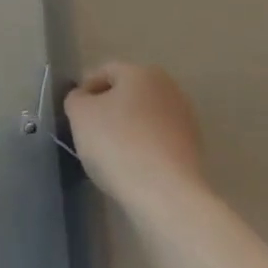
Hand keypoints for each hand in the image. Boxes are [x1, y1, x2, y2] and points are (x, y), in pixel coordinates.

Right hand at [64, 63, 204, 206]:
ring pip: (144, 119)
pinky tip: (132, 170)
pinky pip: (158, 142)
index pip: (104, 72)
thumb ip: (76, 99)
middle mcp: (168, 88)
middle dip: (108, 111)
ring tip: (111, 157)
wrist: (166, 195)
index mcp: (141, 72)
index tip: (74, 117)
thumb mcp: (80, 115)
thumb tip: (84, 99)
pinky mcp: (193, 150)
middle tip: (89, 136)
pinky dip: (144, 150)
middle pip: (127, 95)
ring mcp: (185, 120)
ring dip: (127, 131)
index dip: (85, 92)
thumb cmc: (118, 144)